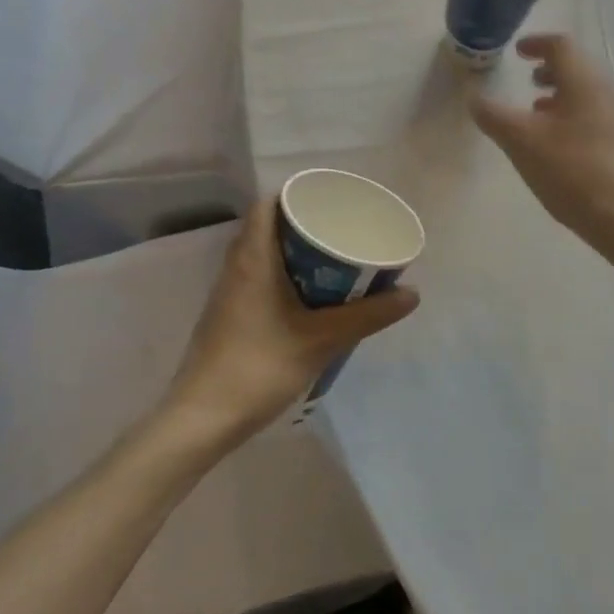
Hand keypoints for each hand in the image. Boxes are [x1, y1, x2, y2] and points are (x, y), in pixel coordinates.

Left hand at [164, 201, 419, 443]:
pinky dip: (283, 275)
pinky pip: (257, 278)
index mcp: (253, 258)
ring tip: (332, 261)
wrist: (202, 419)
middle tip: (341, 230)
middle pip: (268, 227)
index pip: (268, 204)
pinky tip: (308, 298)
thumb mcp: (323, 340)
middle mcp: (236, 267)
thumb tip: (411, 294)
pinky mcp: (227, 317)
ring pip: (262, 254)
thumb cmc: (260, 366)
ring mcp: (228, 293)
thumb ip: (368, 316)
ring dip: (294, 253)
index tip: (330, 201)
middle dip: (304, 225)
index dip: (297, 195)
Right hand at [468, 34, 613, 255]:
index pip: (562, 46)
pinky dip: (574, 116)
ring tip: (538, 112)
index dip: (537, 44)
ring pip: (588, 94)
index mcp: (585, 82)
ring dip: (562, 95)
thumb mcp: (520, 141)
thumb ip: (493, 115)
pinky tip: (560, 144)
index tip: (518, 51)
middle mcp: (608, 93)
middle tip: (528, 81)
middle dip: (550, 70)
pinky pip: (597, 117)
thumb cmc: (570, 170)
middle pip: (578, 68)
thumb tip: (474, 98)